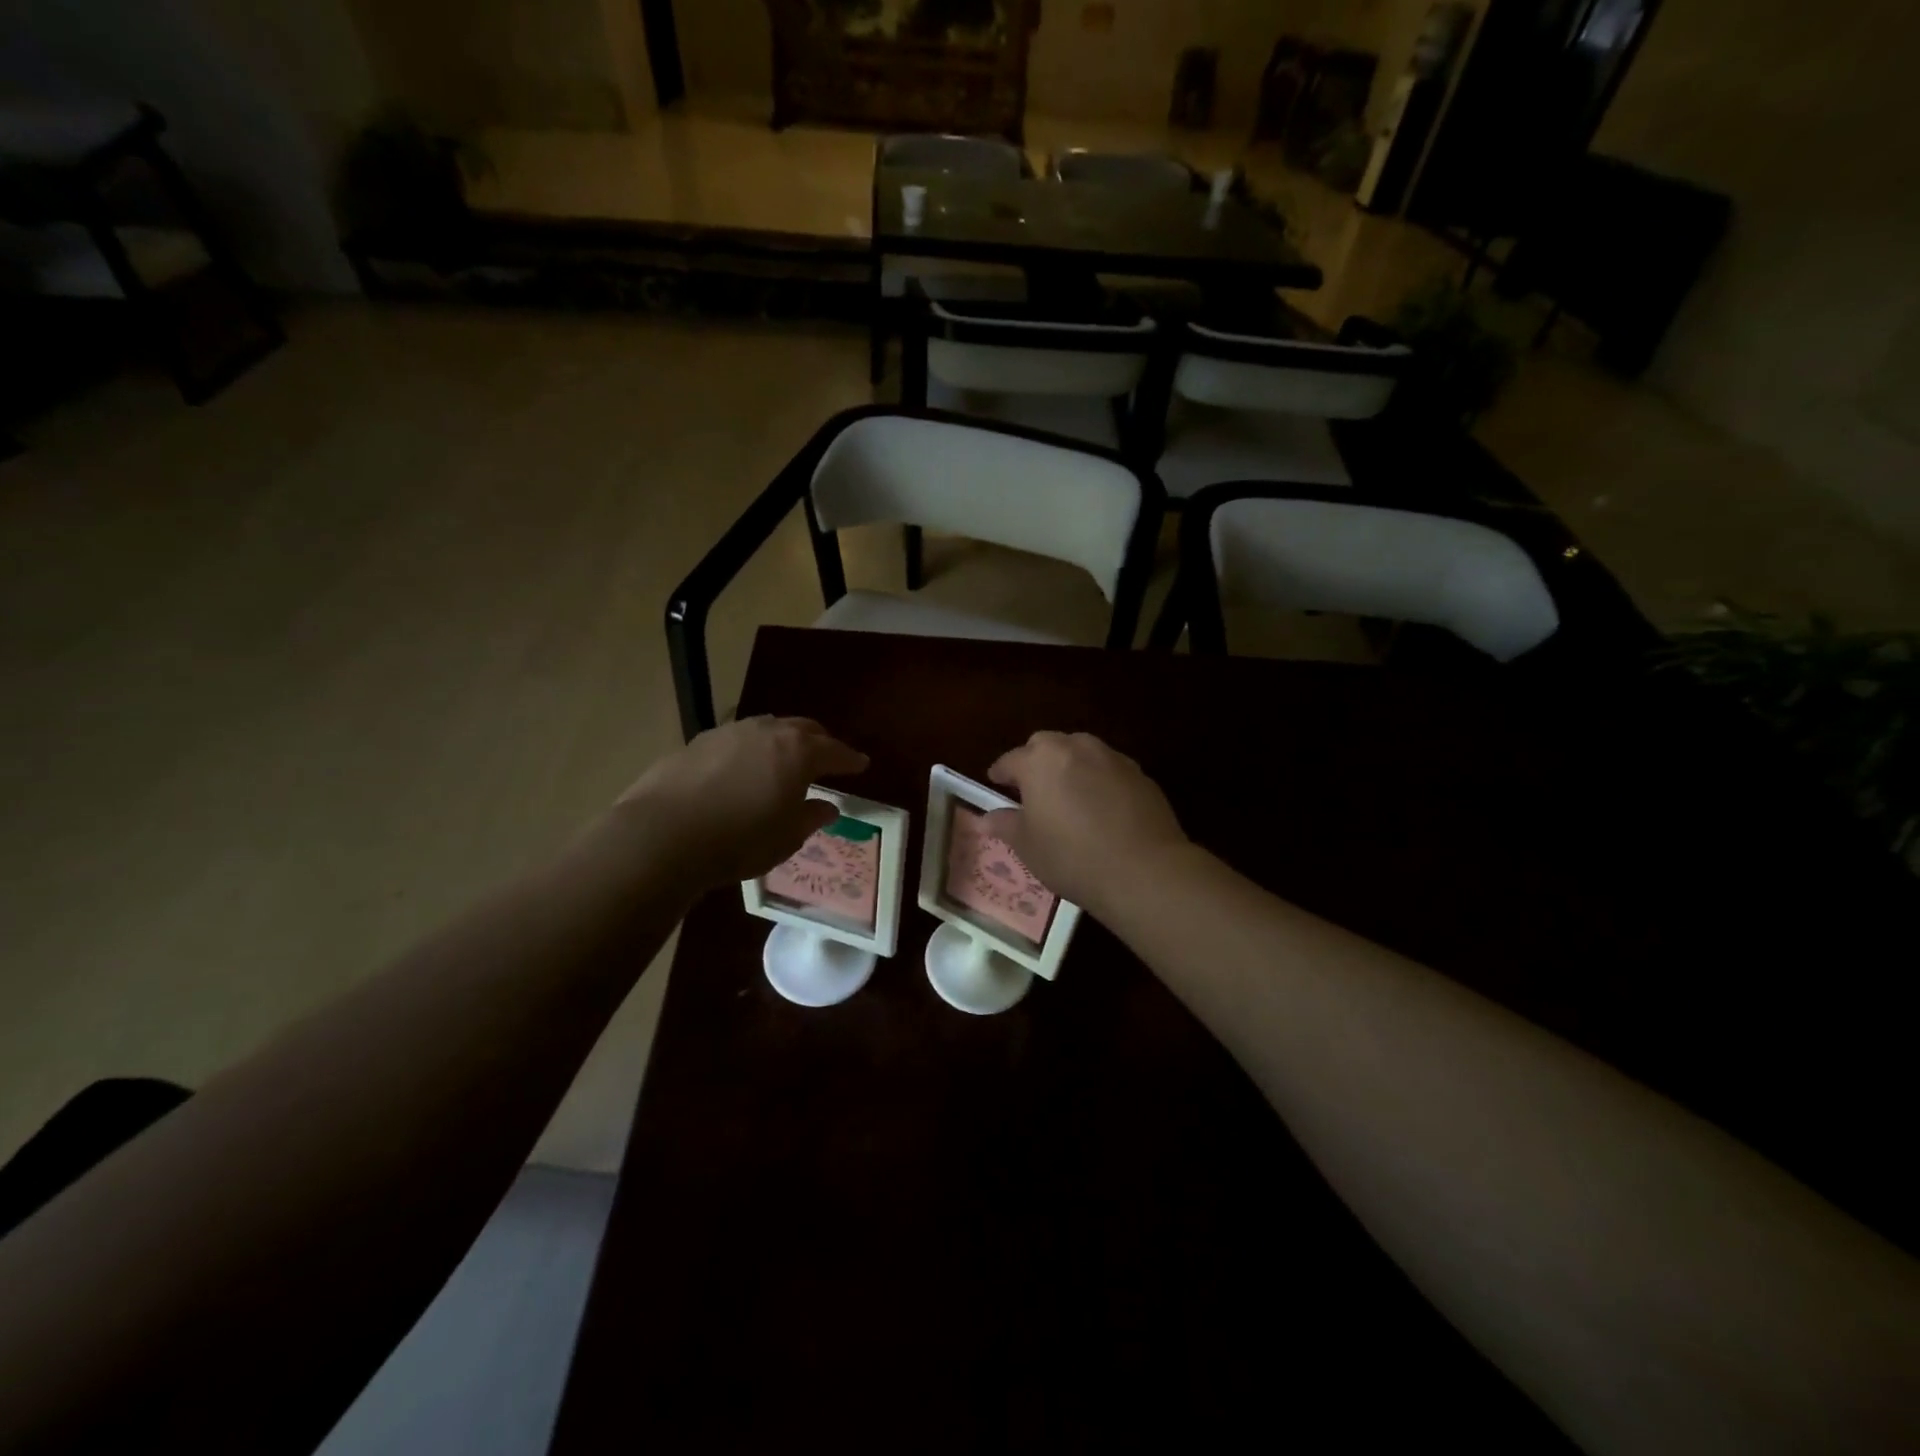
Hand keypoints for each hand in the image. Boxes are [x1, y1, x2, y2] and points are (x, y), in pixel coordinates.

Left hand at [617, 717, 868, 890]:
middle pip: (803, 729)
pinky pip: (736, 740)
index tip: (861, 764)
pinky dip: (749, 750)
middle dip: (819, 741)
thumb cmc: (740, 840)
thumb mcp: (786, 838)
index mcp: (798, 753)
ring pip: (767, 728)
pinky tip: (741, 770)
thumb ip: (810, 817)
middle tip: (827, 757)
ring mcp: (729, 733)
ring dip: (782, 740)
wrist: (663, 835)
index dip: (850, 760)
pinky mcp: (697, 742)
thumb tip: (826, 807)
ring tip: (783, 760)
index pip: (835, 751)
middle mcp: (767, 732)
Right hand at [983, 732, 1189, 916]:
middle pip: (1047, 745)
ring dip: (1070, 767)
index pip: (1011, 759)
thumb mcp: (1028, 846)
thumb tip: (988, 817)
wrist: (1144, 870)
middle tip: (1032, 788)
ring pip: (1081, 753)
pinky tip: (1101, 809)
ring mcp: (1112, 758)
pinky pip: (1109, 770)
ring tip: (1067, 796)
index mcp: (1040, 760)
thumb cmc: (1072, 856)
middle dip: (1036, 761)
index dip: (1000, 772)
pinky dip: (1098, 781)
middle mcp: (1075, 747)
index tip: (995, 783)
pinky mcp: (1140, 774)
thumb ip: (1006, 824)